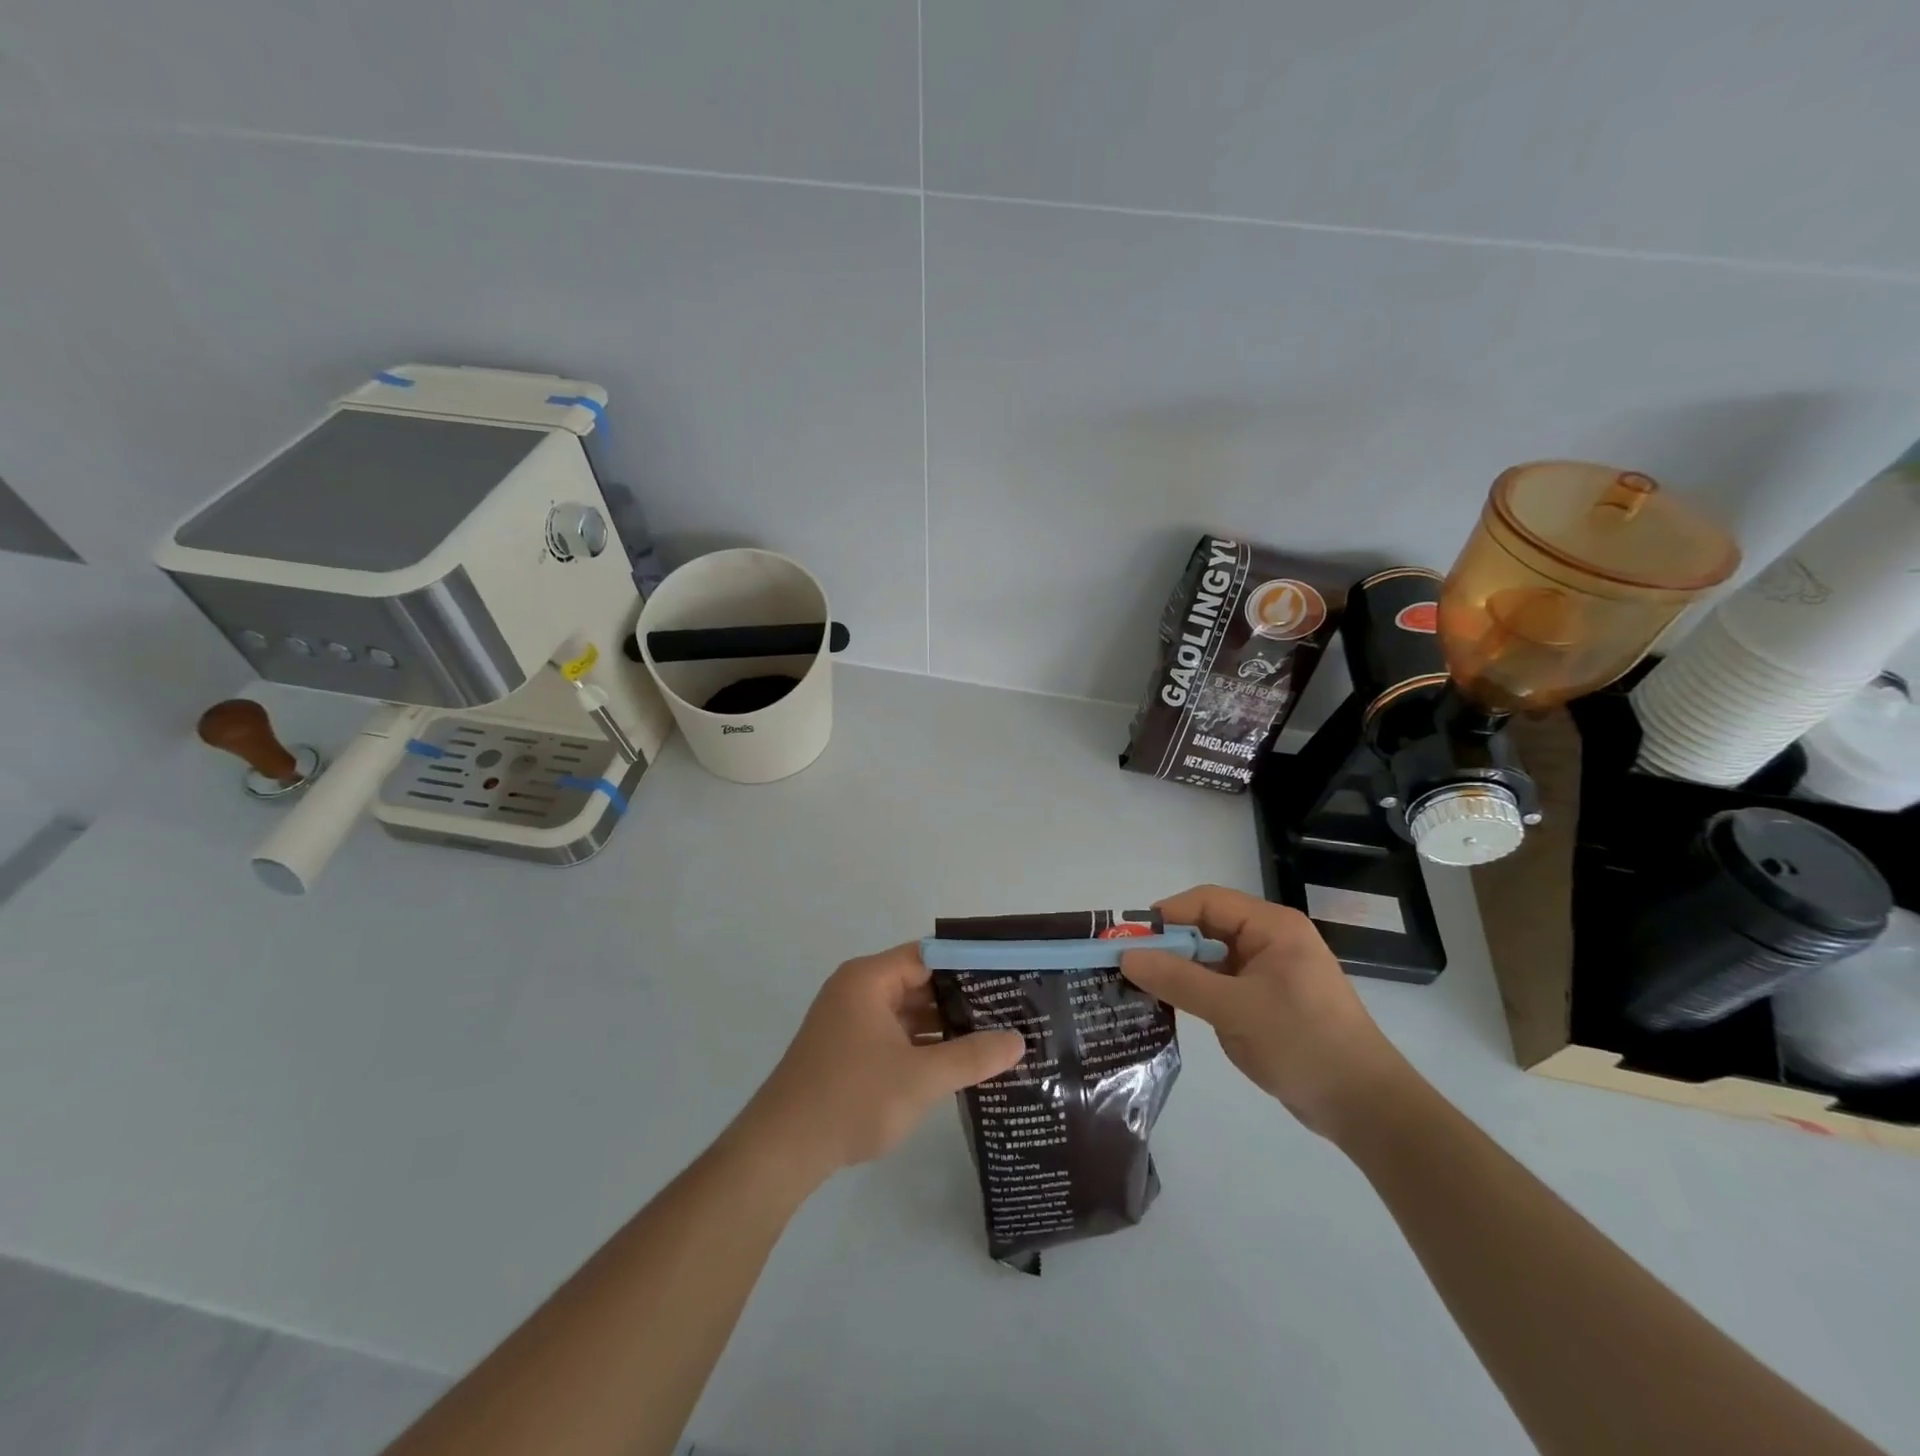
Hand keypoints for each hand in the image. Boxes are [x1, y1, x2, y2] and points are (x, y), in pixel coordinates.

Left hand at [736, 944, 1025, 1184]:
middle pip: (919, 980)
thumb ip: (972, 1056)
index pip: (928, 955)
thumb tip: (1019, 1041)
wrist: (781, 1151)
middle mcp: (857, 990)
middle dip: (962, 997)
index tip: (1008, 977)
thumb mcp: (921, 1078)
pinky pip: (894, 1033)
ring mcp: (849, 1021)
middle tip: (1010, 1009)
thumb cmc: (851, 1099)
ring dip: (943, 1023)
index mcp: (869, 979)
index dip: (968, 964)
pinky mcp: (847, 1049)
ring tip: (994, 1035)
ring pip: (907, 1010)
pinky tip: (957, 1060)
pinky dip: (922, 1043)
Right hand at [1121, 885, 1411, 1139]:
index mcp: (1272, 927)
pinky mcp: (1267, 1001)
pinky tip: (1169, 1006)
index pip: (1207, 901)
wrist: (1364, 1107)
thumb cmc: (1303, 1043)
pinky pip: (1221, 983)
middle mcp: (1270, 940)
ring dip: (1179, 969)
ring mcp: (1269, 972)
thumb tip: (1126, 956)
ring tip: (1139, 986)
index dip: (1167, 915)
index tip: (1129, 938)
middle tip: (1127, 965)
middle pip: (1207, 927)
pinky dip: (1195, 990)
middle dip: (1168, 943)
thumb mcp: (1234, 1009)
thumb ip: (1179, 980)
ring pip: (1211, 957)